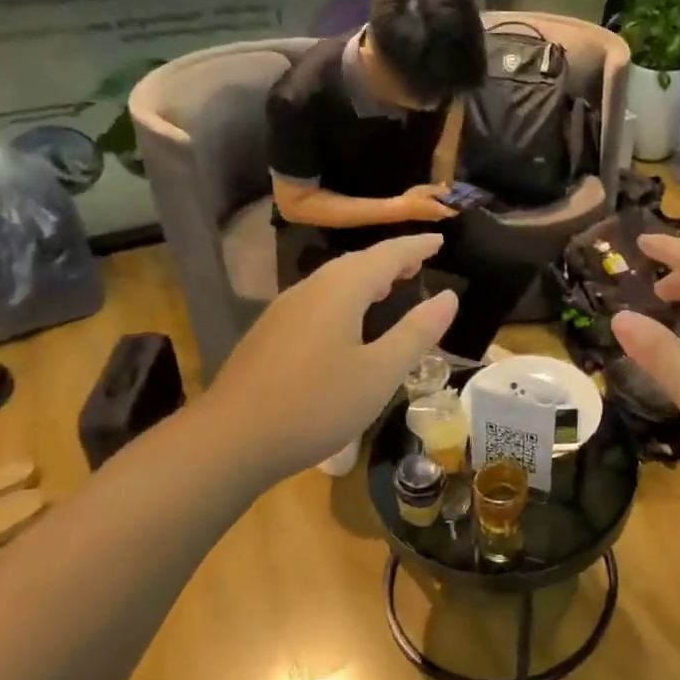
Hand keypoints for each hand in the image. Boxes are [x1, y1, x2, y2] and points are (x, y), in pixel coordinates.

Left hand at [205, 235, 457, 476]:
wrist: (230, 440)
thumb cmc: (316, 404)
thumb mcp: (381, 372)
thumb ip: (417, 332)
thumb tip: (448, 296)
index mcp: (341, 290)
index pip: (387, 255)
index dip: (416, 246)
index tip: (439, 240)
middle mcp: (310, 289)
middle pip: (357, 263)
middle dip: (391, 259)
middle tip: (419, 263)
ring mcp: (284, 310)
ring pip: (334, 281)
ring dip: (367, 278)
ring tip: (390, 287)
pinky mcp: (270, 334)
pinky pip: (318, 300)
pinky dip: (345, 298)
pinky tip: (348, 322)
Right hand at [393, 183, 458, 222]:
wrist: (398, 209)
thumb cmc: (414, 199)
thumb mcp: (427, 190)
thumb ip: (440, 190)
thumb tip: (449, 189)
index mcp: (441, 210)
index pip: (455, 211)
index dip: (460, 205)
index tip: (462, 197)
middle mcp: (438, 216)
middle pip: (449, 212)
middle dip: (452, 204)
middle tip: (454, 194)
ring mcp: (431, 218)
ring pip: (442, 212)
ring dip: (444, 205)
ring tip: (445, 195)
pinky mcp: (424, 217)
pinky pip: (436, 212)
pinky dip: (438, 206)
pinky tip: (434, 199)